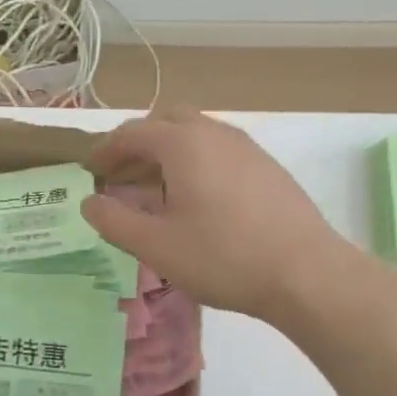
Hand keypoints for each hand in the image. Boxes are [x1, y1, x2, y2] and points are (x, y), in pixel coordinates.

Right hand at [83, 109, 356, 321]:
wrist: (306, 274)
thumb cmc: (222, 257)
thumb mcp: (155, 245)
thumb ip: (114, 221)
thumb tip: (90, 202)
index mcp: (183, 143)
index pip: (132, 132)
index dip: (105, 149)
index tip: (90, 171)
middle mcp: (215, 133)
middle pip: (166, 121)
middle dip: (137, 143)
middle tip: (120, 174)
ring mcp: (246, 148)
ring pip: (196, 134)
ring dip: (167, 152)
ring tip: (153, 190)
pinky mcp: (267, 168)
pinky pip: (218, 151)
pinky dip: (194, 162)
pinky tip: (194, 200)